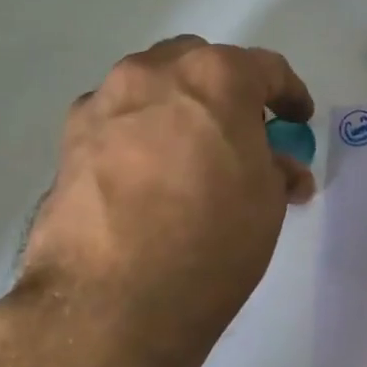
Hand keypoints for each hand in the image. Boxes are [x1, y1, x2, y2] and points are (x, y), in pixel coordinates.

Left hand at [16, 36, 314, 366]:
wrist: (111, 303)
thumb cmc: (211, 244)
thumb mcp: (268, 204)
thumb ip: (275, 168)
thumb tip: (276, 166)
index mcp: (216, 78)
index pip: (266, 69)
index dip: (290, 95)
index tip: (297, 120)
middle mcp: (154, 74)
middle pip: (201, 63)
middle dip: (227, 92)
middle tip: (241, 135)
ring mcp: (104, 102)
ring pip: (153, 88)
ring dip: (179, 110)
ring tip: (191, 158)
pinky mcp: (68, 139)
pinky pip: (118, 121)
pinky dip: (140, 134)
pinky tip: (147, 177)